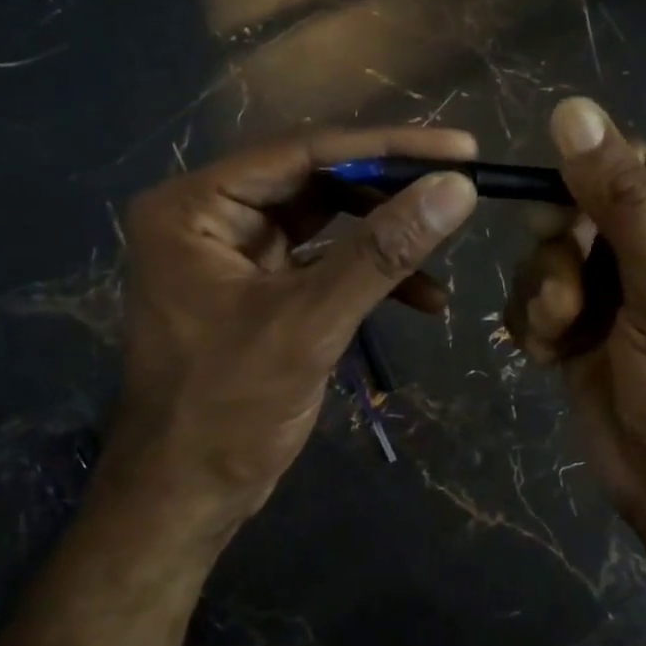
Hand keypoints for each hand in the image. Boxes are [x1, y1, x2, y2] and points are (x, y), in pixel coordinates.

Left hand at [111, 127, 478, 548]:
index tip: (459, 148)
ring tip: (445, 250)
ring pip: (327, 222)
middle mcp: (210, 216)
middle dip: (390, 192)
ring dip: (386, 238)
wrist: (186, 497)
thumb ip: (382, 252)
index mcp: (196, 207)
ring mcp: (235, 253)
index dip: (387, 147)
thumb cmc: (228, 410)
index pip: (303, 153)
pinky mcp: (260, 288)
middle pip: (317, 181)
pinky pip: (324, 264)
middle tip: (460, 189)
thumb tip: (456, 188)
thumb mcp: (309, 324)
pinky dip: (370, 276)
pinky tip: (424, 300)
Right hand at [506, 98, 645, 540]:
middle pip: (577, 207)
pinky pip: (532, 296)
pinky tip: (549, 355)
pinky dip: (533, 323)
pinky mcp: (575, 324)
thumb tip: (573, 109)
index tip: (562, 212)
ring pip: (546, 254)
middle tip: (569, 294)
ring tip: (562, 334)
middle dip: (562, 254)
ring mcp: (611, 288)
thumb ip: (618, 199)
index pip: (634, 164)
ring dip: (545, 295)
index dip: (588, 177)